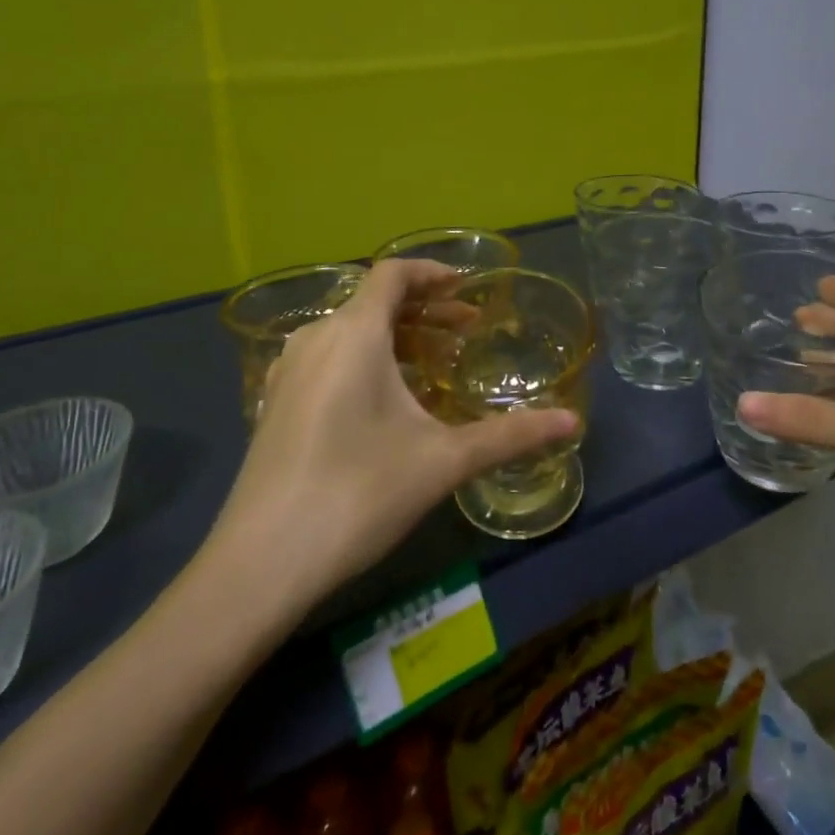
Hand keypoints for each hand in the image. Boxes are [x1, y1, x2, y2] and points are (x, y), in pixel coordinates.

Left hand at [205, 259, 578, 608]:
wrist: (262, 562)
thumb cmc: (358, 494)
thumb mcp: (443, 461)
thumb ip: (510, 436)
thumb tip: (572, 422)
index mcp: (354, 333)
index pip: (393, 273)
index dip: (433, 272)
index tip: (468, 288)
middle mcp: (316, 338)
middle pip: (374, 301)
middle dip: (425, 310)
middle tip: (467, 332)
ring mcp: (289, 371)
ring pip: (350, 330)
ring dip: (396, 335)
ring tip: (434, 365)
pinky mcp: (276, 402)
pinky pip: (329, 357)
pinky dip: (366, 358)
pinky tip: (386, 400)